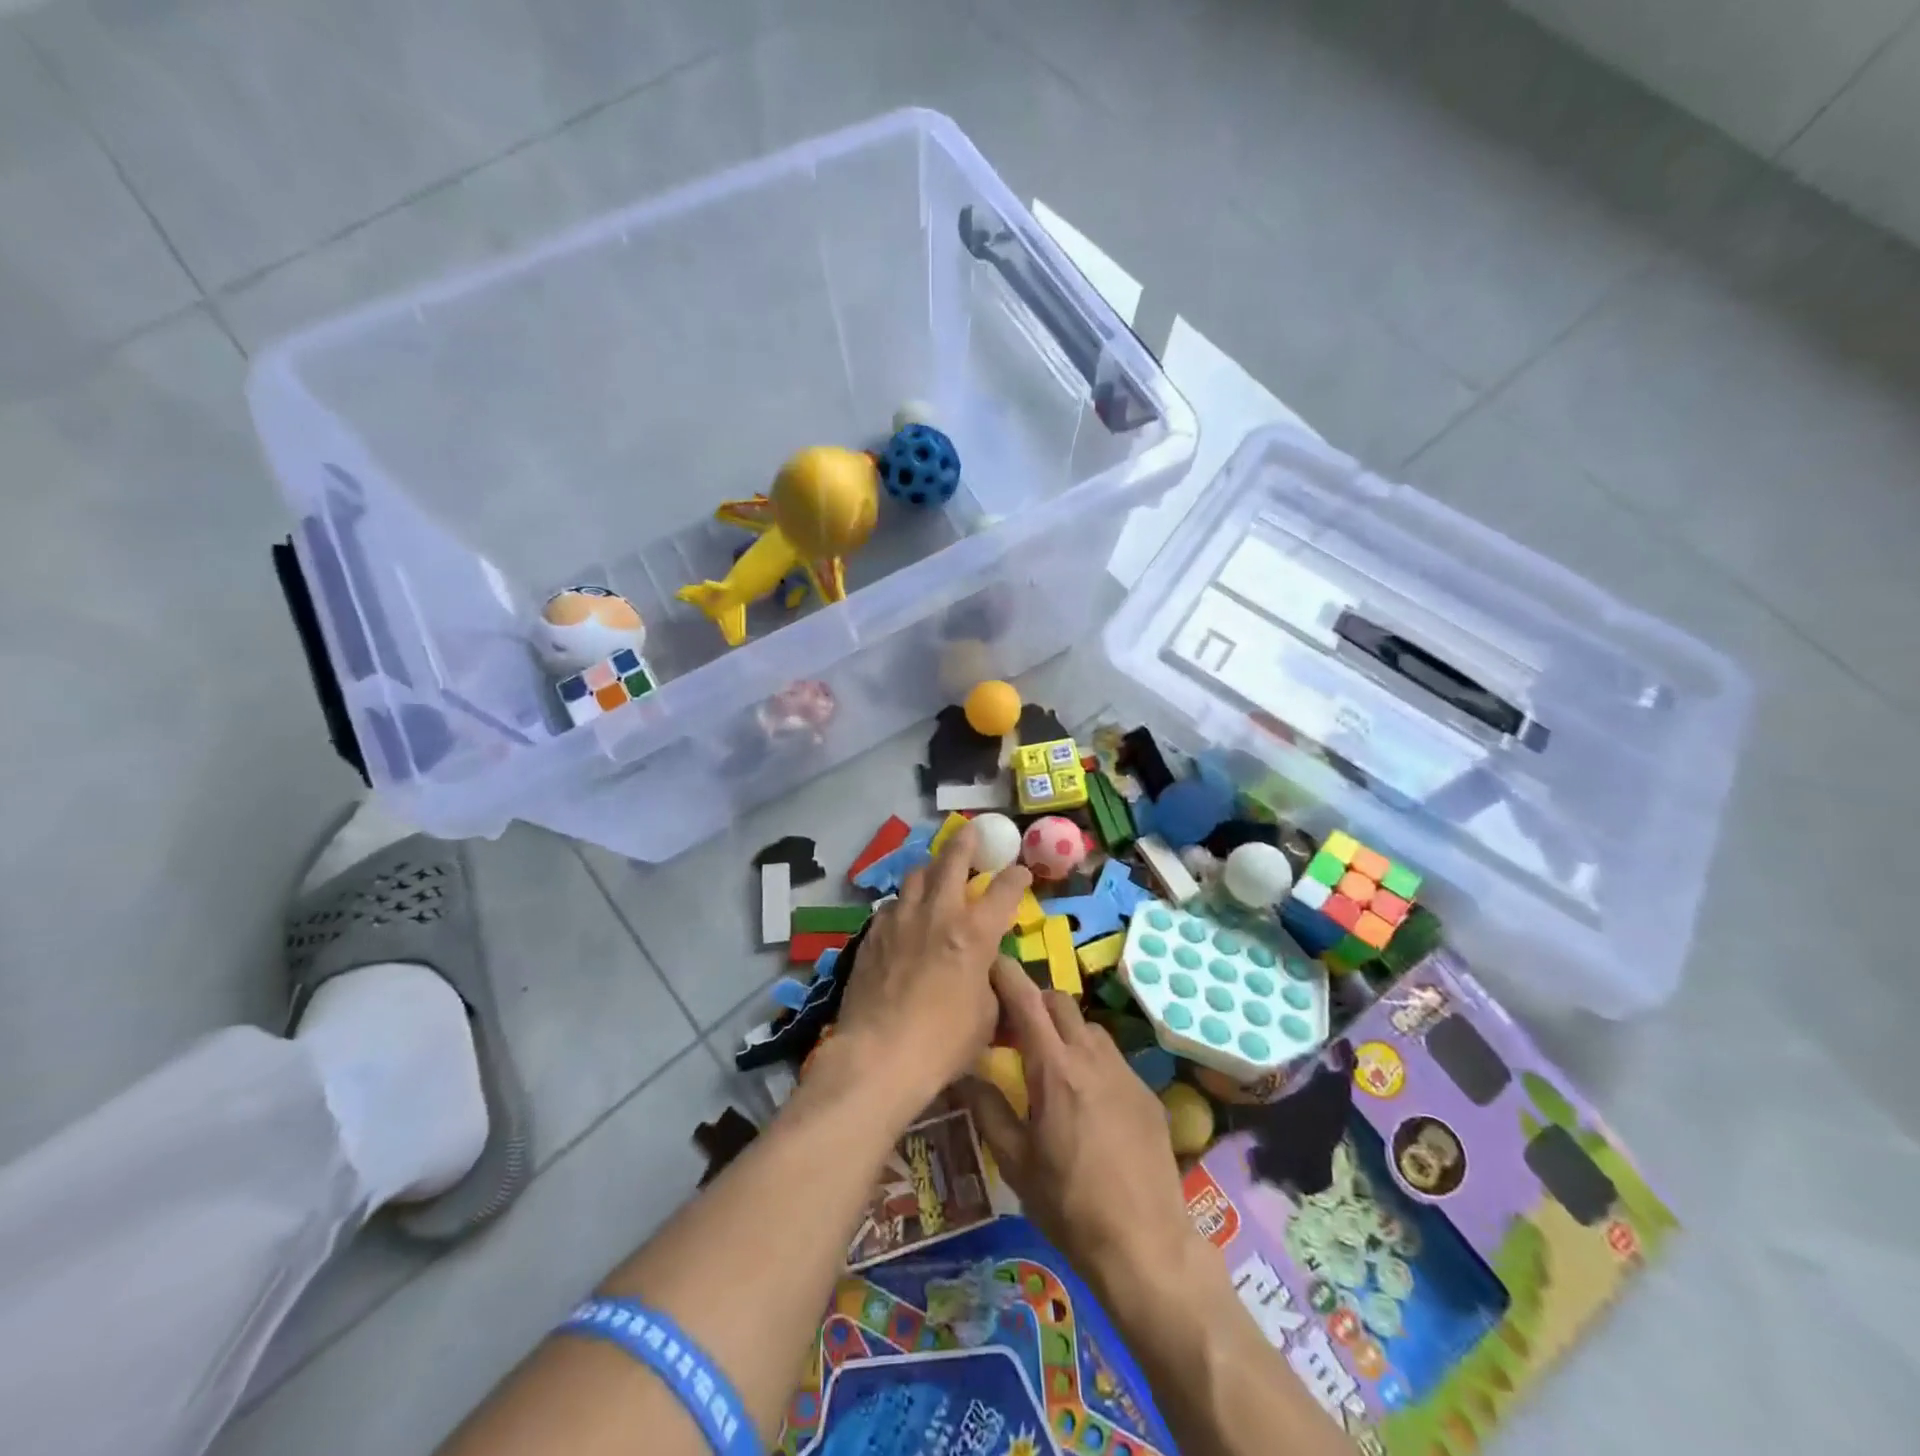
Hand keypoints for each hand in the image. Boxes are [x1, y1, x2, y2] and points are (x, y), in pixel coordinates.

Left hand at [833, 823, 1031, 1112]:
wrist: (879, 1055)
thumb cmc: (944, 1043)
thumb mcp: (986, 1015)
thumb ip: (988, 979)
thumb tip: (984, 967)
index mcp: (974, 933)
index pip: (1004, 890)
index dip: (1016, 877)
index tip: (1020, 872)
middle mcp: (938, 914)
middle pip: (952, 860)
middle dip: (967, 843)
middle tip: (973, 833)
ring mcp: (900, 920)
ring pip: (916, 875)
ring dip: (931, 869)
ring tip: (935, 872)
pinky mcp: (873, 934)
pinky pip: (892, 905)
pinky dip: (905, 903)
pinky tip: (905, 916)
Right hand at [960, 961, 1199, 1298]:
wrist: (1145, 1244)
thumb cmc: (1068, 1204)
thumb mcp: (1015, 1161)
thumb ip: (987, 1108)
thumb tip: (963, 1073)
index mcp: (1054, 1067)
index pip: (1026, 998)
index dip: (1005, 974)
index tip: (987, 968)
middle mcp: (1091, 1056)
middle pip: (1058, 1001)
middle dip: (1033, 1002)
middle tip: (1014, 1029)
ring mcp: (1124, 1071)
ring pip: (1088, 1026)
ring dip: (1064, 1030)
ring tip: (1050, 1065)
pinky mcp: (1146, 1091)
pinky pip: (1112, 1057)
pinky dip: (1091, 1059)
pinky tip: (1087, 1100)